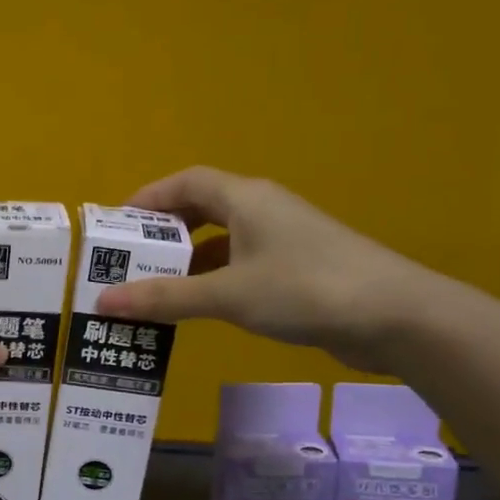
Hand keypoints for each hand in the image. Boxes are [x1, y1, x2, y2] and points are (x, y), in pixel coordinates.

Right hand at [94, 167, 442, 370]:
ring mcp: (285, 239)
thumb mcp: (227, 295)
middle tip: (129, 261)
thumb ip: (165, 297)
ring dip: (189, 260)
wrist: (395, 317)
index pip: (186, 182)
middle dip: (164, 233)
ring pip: (223, 240)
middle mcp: (264, 210)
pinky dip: (215, 279)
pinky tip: (201, 306)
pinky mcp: (299, 268)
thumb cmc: (304, 290)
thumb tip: (103, 303)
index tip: (115, 226)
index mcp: (246, 198)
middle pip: (203, 209)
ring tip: (154, 288)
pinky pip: (242, 264)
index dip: (148, 199)